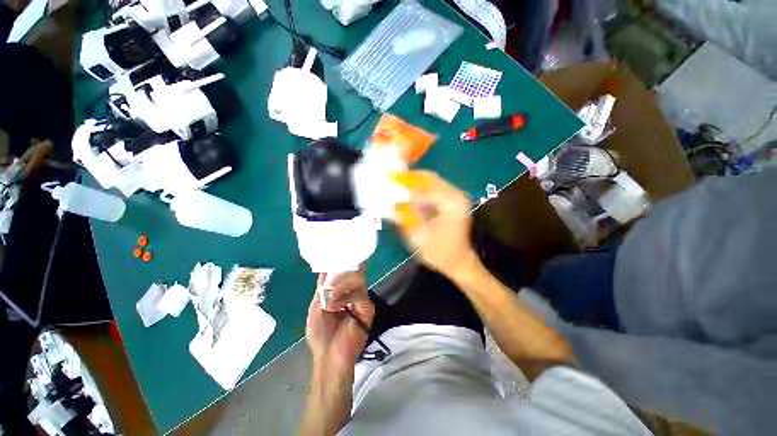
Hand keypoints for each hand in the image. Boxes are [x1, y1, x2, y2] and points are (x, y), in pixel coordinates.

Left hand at [305, 269, 374, 376]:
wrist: (329, 356)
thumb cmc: (321, 333)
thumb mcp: (316, 306)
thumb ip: (322, 288)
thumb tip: (324, 269)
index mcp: (343, 291)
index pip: (347, 273)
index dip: (343, 264)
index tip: (337, 255)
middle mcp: (354, 292)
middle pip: (355, 272)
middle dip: (341, 274)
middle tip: (330, 282)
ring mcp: (362, 300)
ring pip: (358, 280)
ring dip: (341, 286)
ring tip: (330, 298)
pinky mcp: (367, 309)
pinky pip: (359, 295)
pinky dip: (346, 297)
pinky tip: (335, 306)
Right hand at [391, 171, 475, 276]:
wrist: (457, 262)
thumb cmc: (439, 252)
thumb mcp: (419, 236)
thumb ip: (405, 216)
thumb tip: (390, 200)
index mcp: (452, 203)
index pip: (426, 185)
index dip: (407, 182)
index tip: (389, 179)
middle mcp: (456, 195)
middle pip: (429, 178)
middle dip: (409, 178)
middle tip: (391, 179)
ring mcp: (455, 197)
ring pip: (430, 181)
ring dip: (413, 182)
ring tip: (396, 184)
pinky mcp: (451, 200)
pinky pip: (432, 188)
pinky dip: (418, 189)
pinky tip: (407, 192)